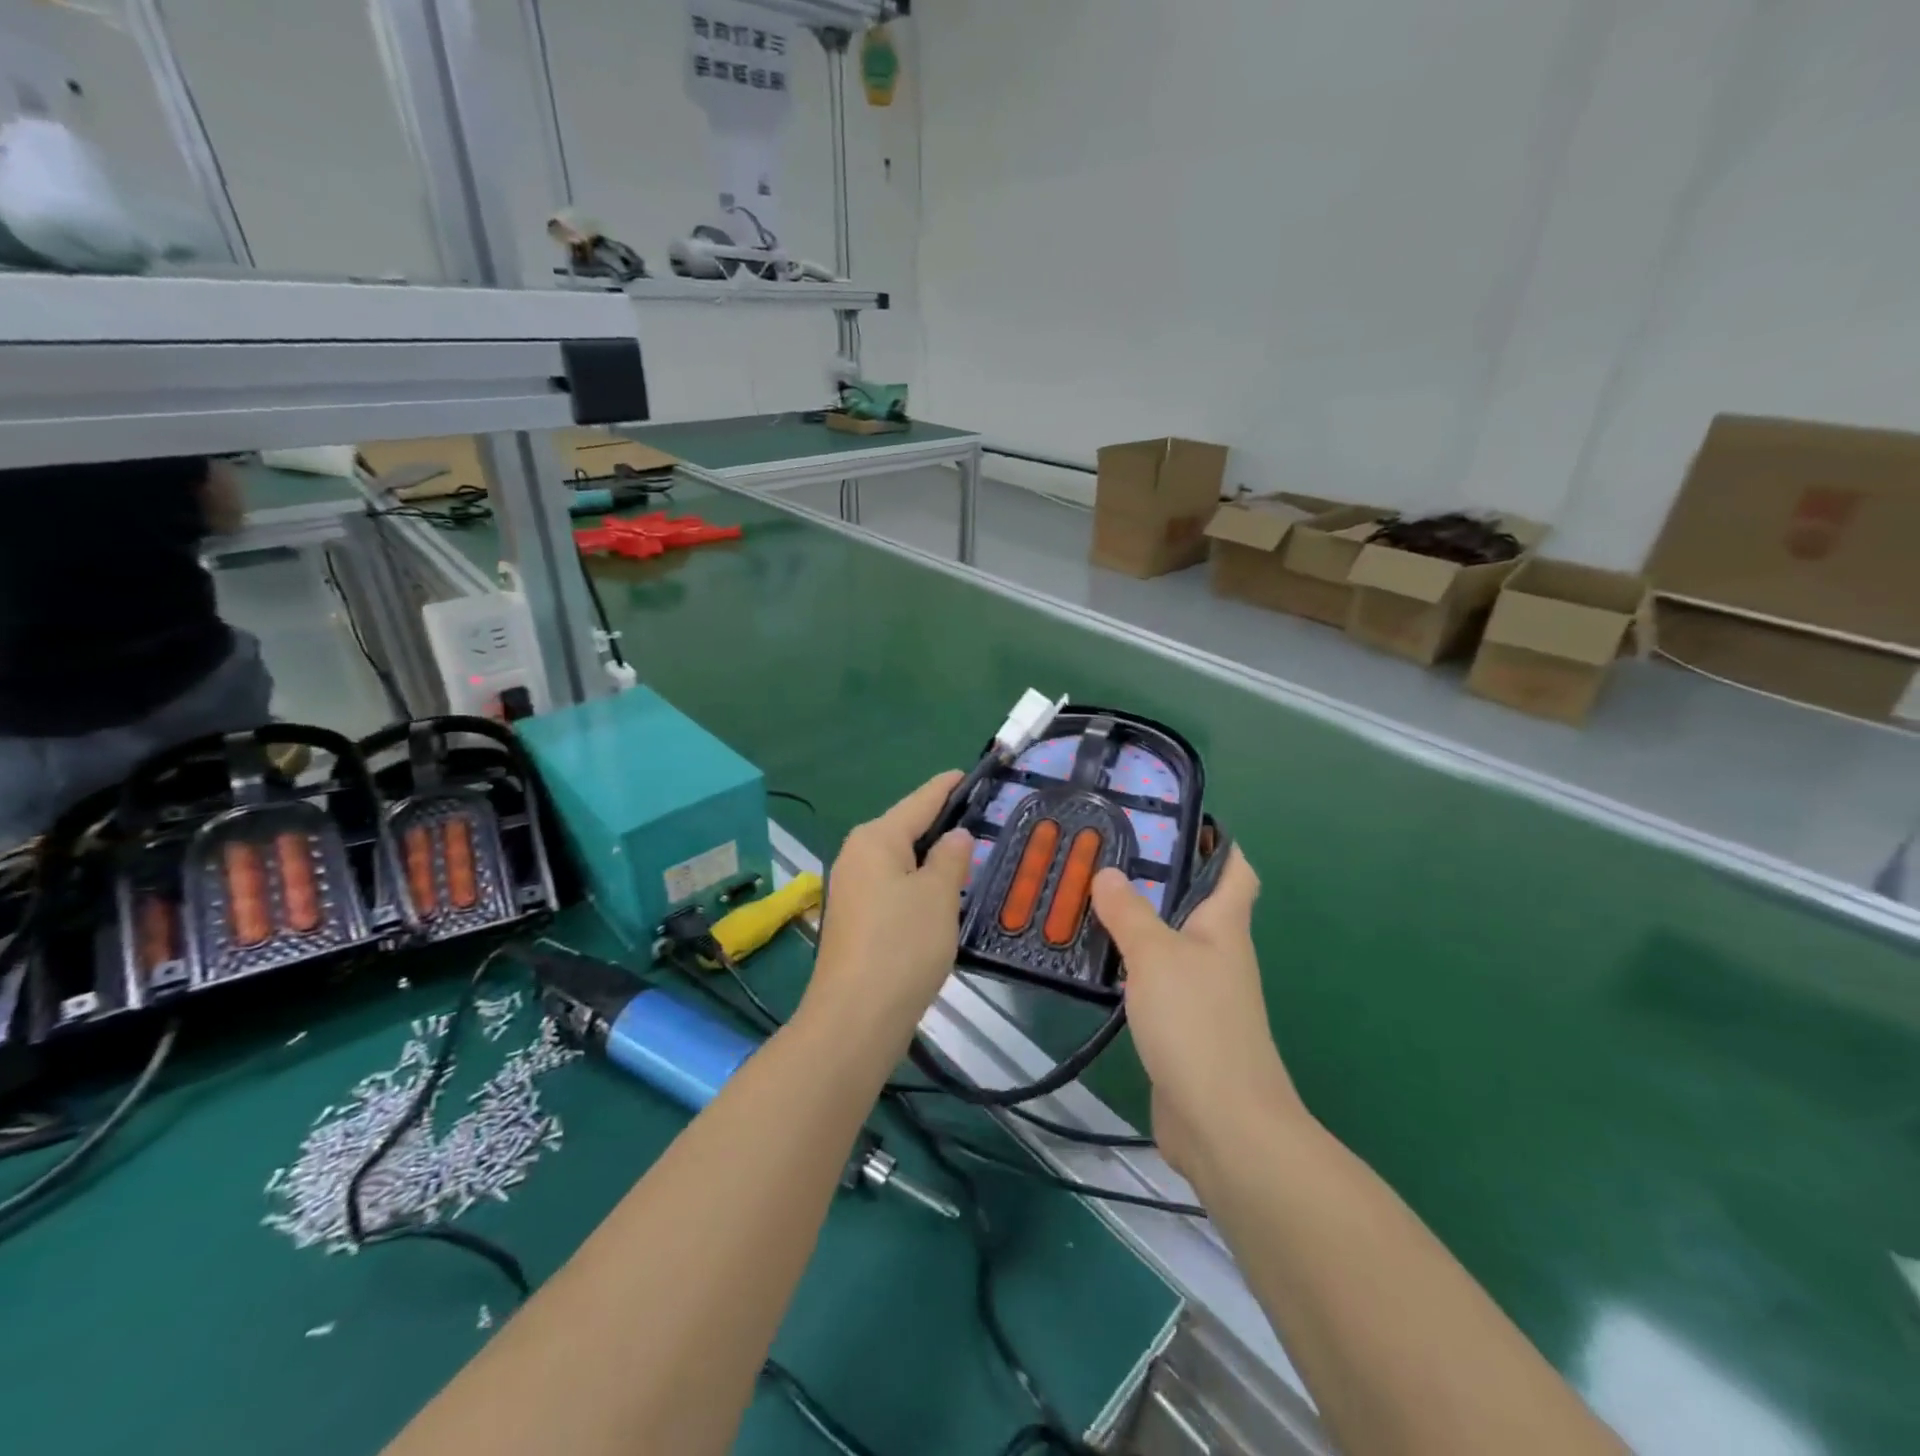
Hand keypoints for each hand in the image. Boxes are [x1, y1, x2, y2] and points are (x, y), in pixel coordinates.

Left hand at [802, 772, 972, 1054]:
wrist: (856, 1018)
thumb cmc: (902, 945)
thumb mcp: (939, 895)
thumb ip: (950, 858)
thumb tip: (954, 837)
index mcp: (876, 838)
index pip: (919, 801)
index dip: (946, 787)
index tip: (968, 774)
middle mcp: (856, 855)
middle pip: (905, 829)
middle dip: (939, 824)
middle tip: (981, 821)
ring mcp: (851, 889)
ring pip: (899, 861)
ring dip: (929, 859)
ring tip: (968, 856)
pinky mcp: (855, 920)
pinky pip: (892, 887)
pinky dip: (917, 885)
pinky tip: (940, 896)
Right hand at [1090, 848, 1303, 1179]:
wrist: (1222, 1124)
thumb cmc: (1197, 1023)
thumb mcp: (1156, 955)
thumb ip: (1129, 912)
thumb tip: (1108, 872)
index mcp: (1225, 926)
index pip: (1235, 870)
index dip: (1216, 843)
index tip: (1174, 822)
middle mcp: (1217, 953)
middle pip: (1193, 903)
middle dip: (1156, 878)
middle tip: (1104, 855)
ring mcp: (1200, 992)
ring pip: (1167, 942)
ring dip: (1134, 922)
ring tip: (1086, 899)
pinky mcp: (1179, 1026)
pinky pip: (1151, 980)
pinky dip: (1126, 965)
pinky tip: (1093, 960)